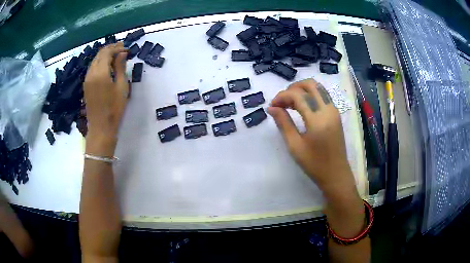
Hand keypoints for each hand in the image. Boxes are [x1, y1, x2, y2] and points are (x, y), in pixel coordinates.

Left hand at [83, 42, 128, 156]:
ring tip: (116, 55)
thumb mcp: (122, 87)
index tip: (127, 49)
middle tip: (123, 49)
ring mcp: (87, 79)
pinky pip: (93, 68)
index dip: (117, 48)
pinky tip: (108, 65)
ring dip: (105, 55)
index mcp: (100, 73)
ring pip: (95, 60)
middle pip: (99, 54)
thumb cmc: (114, 109)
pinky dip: (100, 62)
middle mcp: (91, 73)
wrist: (100, 128)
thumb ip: (121, 68)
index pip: (107, 52)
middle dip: (111, 48)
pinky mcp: (86, 85)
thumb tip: (122, 54)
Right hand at [268, 79, 355, 195]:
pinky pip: (323, 95)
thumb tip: (272, 108)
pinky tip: (301, 106)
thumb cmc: (314, 164)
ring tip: (289, 103)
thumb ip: (284, 123)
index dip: (282, 96)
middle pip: (310, 84)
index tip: (272, 106)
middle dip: (293, 88)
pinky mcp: (336, 114)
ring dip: (302, 90)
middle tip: (282, 100)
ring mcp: (334, 110)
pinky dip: (310, 95)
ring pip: (318, 87)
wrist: (336, 174)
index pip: (298, 95)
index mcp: (317, 120)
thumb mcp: (295, 146)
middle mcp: (328, 110)